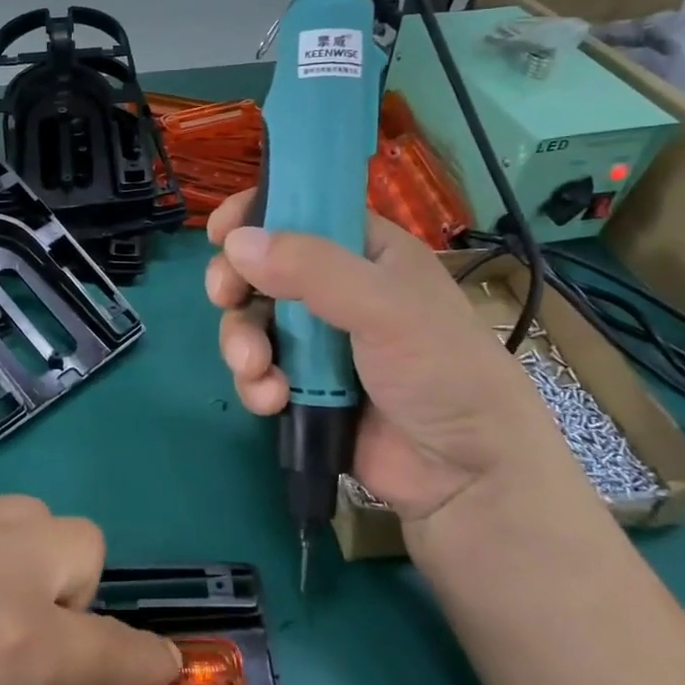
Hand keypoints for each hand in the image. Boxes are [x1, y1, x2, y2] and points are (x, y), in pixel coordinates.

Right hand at [205, 188, 580, 525]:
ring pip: (253, 322)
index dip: (260, 213)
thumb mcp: (385, 307)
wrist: (464, 474)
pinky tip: (272, 400)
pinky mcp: (303, 387)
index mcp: (368, 253)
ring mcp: (318, 342)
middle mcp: (338, 290)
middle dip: (236, 284)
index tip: (221, 230)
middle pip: (262, 268)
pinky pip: (259, 370)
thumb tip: (236, 242)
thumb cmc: (440, 370)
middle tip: (223, 296)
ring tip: (255, 368)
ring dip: (242, 342)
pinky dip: (255, 383)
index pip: (305, 211)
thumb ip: (312, 269)